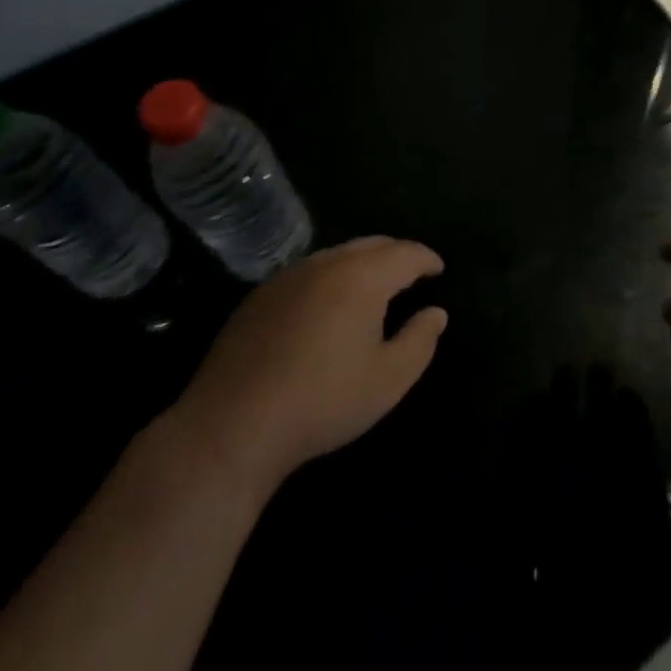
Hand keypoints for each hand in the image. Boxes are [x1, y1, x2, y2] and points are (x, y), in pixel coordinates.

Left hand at [171, 236, 447, 489]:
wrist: (232, 425)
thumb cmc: (322, 402)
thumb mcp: (388, 380)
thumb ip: (420, 341)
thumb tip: (436, 313)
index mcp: (362, 277)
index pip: (406, 253)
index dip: (427, 259)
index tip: (439, 269)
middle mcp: (327, 263)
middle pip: (372, 244)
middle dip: (397, 255)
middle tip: (411, 275)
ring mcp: (290, 275)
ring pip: (338, 254)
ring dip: (362, 264)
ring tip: (373, 289)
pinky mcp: (261, 294)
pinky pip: (309, 272)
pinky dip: (331, 278)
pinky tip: (327, 307)